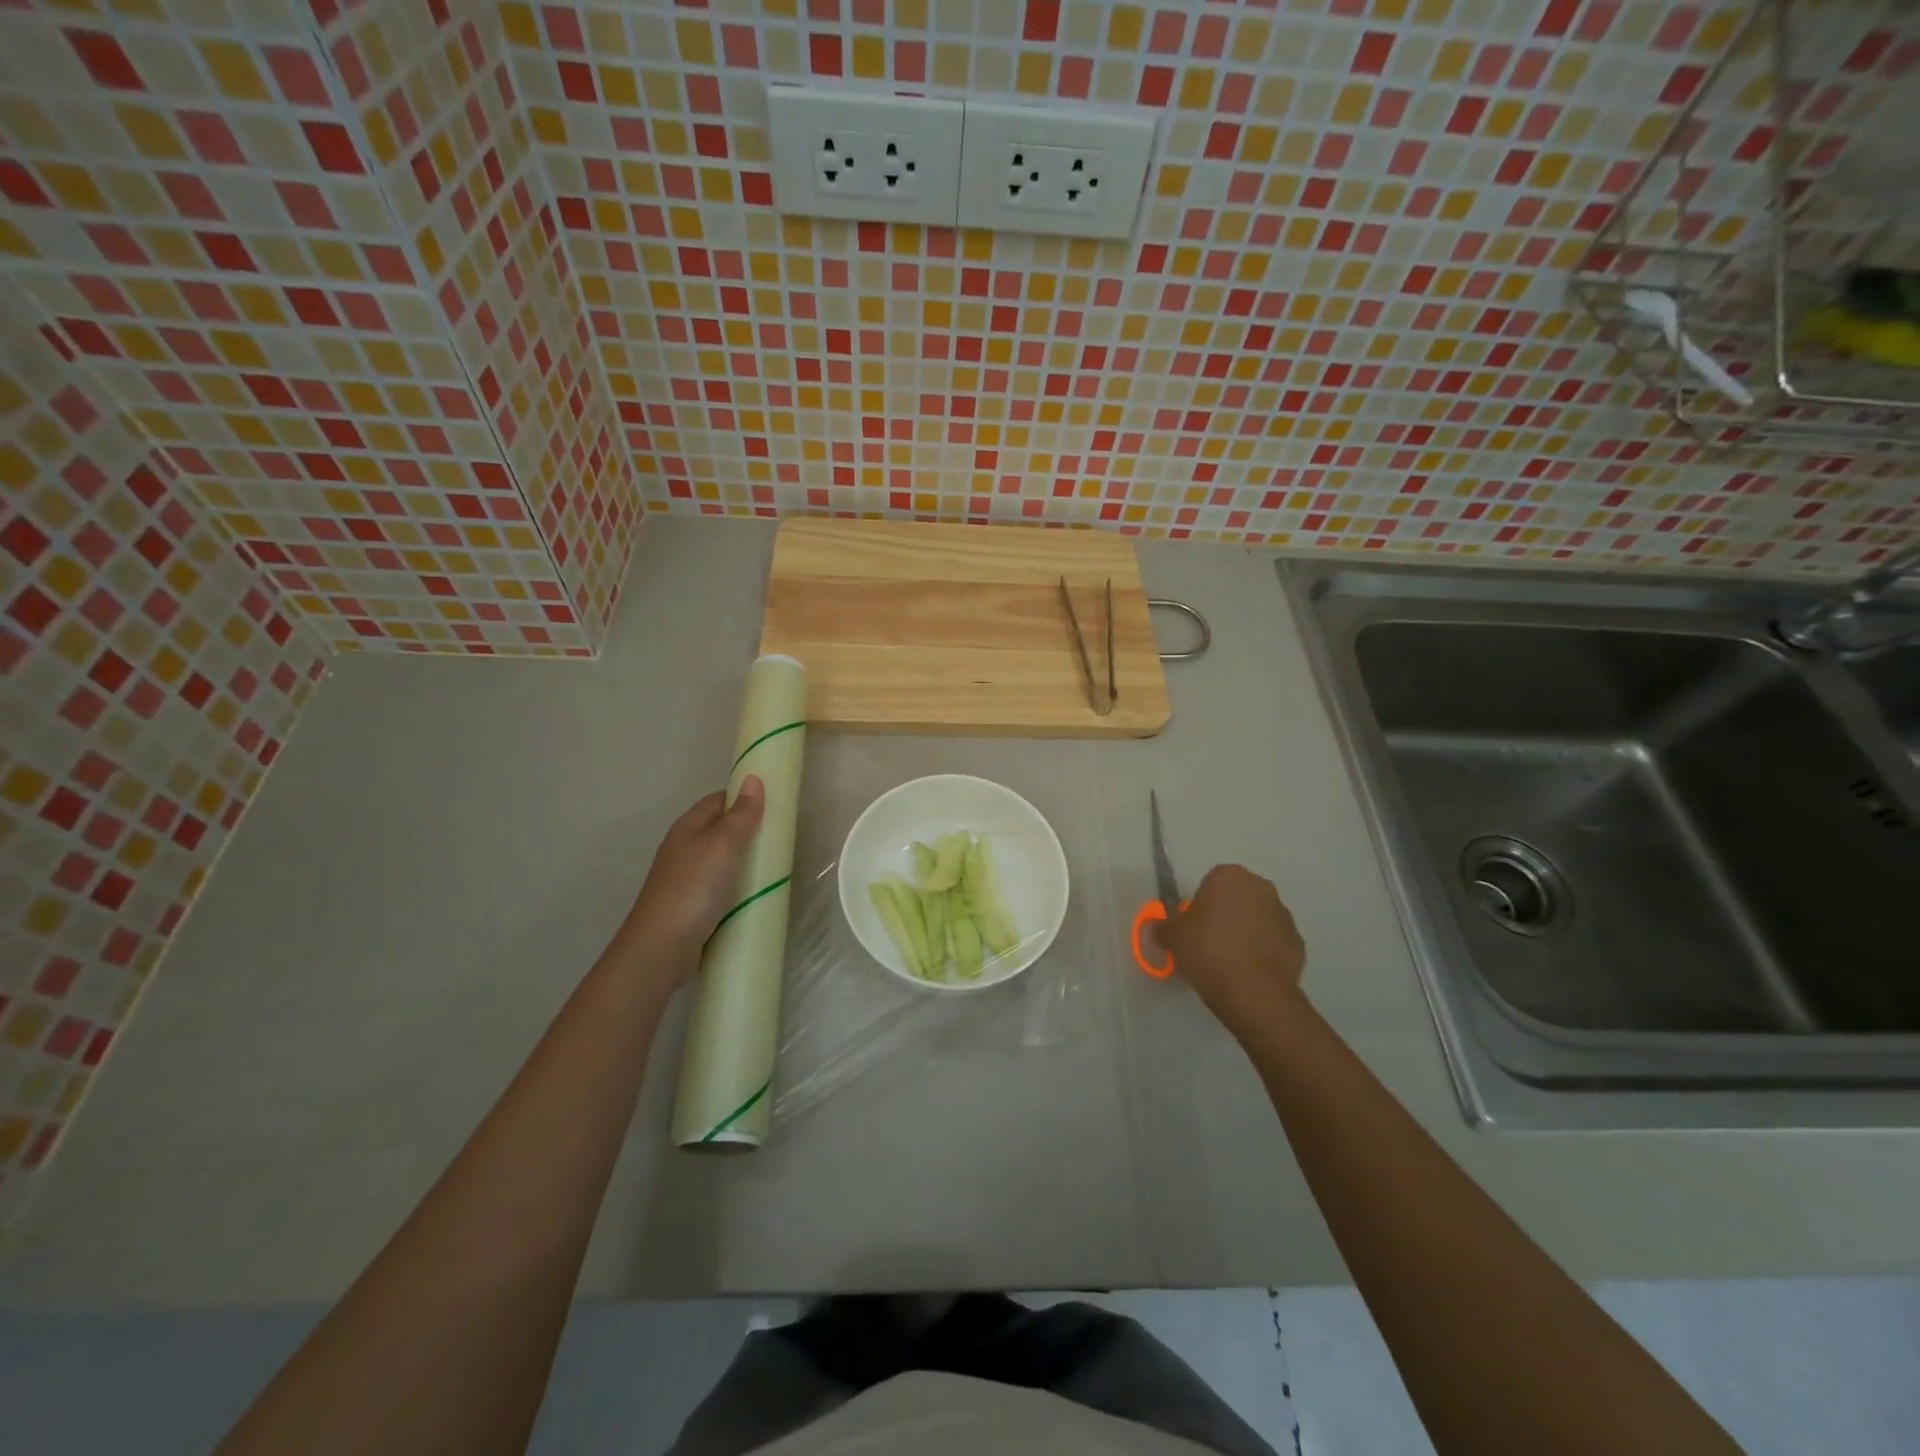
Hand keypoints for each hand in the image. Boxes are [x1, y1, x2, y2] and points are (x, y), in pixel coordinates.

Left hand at [610, 777, 765, 980]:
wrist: (661, 948)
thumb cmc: (693, 888)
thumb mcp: (722, 845)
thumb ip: (741, 814)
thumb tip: (753, 779)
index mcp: (688, 828)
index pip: (719, 800)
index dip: (745, 797)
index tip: (776, 803)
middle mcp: (685, 849)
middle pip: (722, 830)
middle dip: (750, 831)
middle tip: (783, 836)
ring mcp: (688, 879)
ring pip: (724, 860)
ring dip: (747, 861)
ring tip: (778, 865)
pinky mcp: (694, 906)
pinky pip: (723, 887)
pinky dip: (741, 887)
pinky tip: (759, 894)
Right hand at [1160, 864, 1307, 1041]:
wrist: (1253, 991)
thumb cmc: (1207, 951)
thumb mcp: (1172, 937)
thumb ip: (1163, 927)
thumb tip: (1158, 927)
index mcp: (1229, 876)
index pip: (1211, 881)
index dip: (1201, 904)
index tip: (1193, 926)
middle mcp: (1261, 888)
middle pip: (1237, 898)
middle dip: (1225, 914)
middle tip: (1208, 942)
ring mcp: (1284, 915)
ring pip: (1258, 919)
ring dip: (1246, 932)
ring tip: (1229, 962)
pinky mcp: (1298, 943)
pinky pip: (1273, 942)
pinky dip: (1263, 952)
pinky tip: (1248, 973)